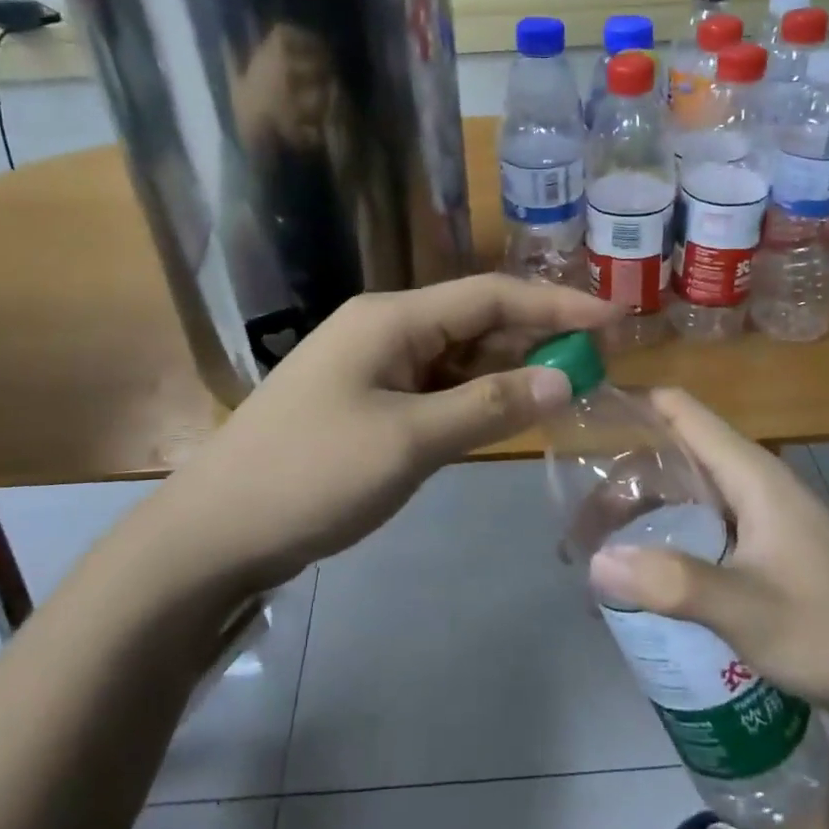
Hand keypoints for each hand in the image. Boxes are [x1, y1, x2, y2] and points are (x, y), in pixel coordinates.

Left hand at [165, 274, 618, 590]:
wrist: (215, 532)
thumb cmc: (312, 476)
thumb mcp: (410, 441)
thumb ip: (490, 405)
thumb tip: (565, 377)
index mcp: (392, 318)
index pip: (491, 296)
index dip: (556, 305)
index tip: (614, 320)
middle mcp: (384, 329)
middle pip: (475, 321)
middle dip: (537, 337)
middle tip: (600, 361)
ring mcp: (372, 366)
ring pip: (457, 356)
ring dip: (509, 368)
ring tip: (568, 384)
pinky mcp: (366, 403)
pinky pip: (435, 387)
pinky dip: (475, 397)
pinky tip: (508, 411)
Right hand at [585, 390, 828, 708]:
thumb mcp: (748, 610)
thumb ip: (674, 583)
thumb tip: (595, 562)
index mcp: (750, 474)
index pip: (680, 411)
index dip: (630, 405)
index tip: (578, 423)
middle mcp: (753, 483)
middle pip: (673, 455)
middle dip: (621, 479)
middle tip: (574, 520)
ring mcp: (761, 517)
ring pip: (685, 495)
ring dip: (640, 514)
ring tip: (595, 551)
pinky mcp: (765, 550)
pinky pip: (702, 528)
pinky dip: (666, 539)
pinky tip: (642, 578)